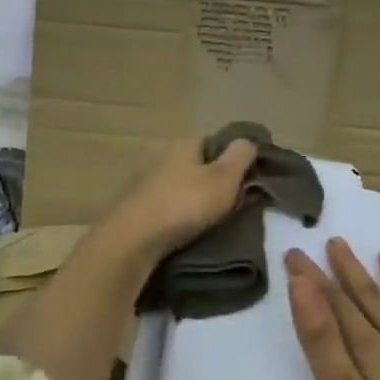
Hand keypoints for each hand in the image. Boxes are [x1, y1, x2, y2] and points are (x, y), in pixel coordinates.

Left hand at [104, 136, 258, 266]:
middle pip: (194, 164)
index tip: (244, 181)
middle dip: (209, 180)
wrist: (131, 240)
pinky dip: (173, 212)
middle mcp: (159, 155)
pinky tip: (181, 229)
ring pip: (176, 184)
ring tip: (206, 220)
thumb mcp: (224, 179)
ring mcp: (142, 180)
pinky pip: (162, 203)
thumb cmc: (183, 205)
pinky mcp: (132, 205)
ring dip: (190, 198)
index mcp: (182, 143)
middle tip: (228, 204)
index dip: (230, 159)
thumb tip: (248, 140)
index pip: (213, 142)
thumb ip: (240, 157)